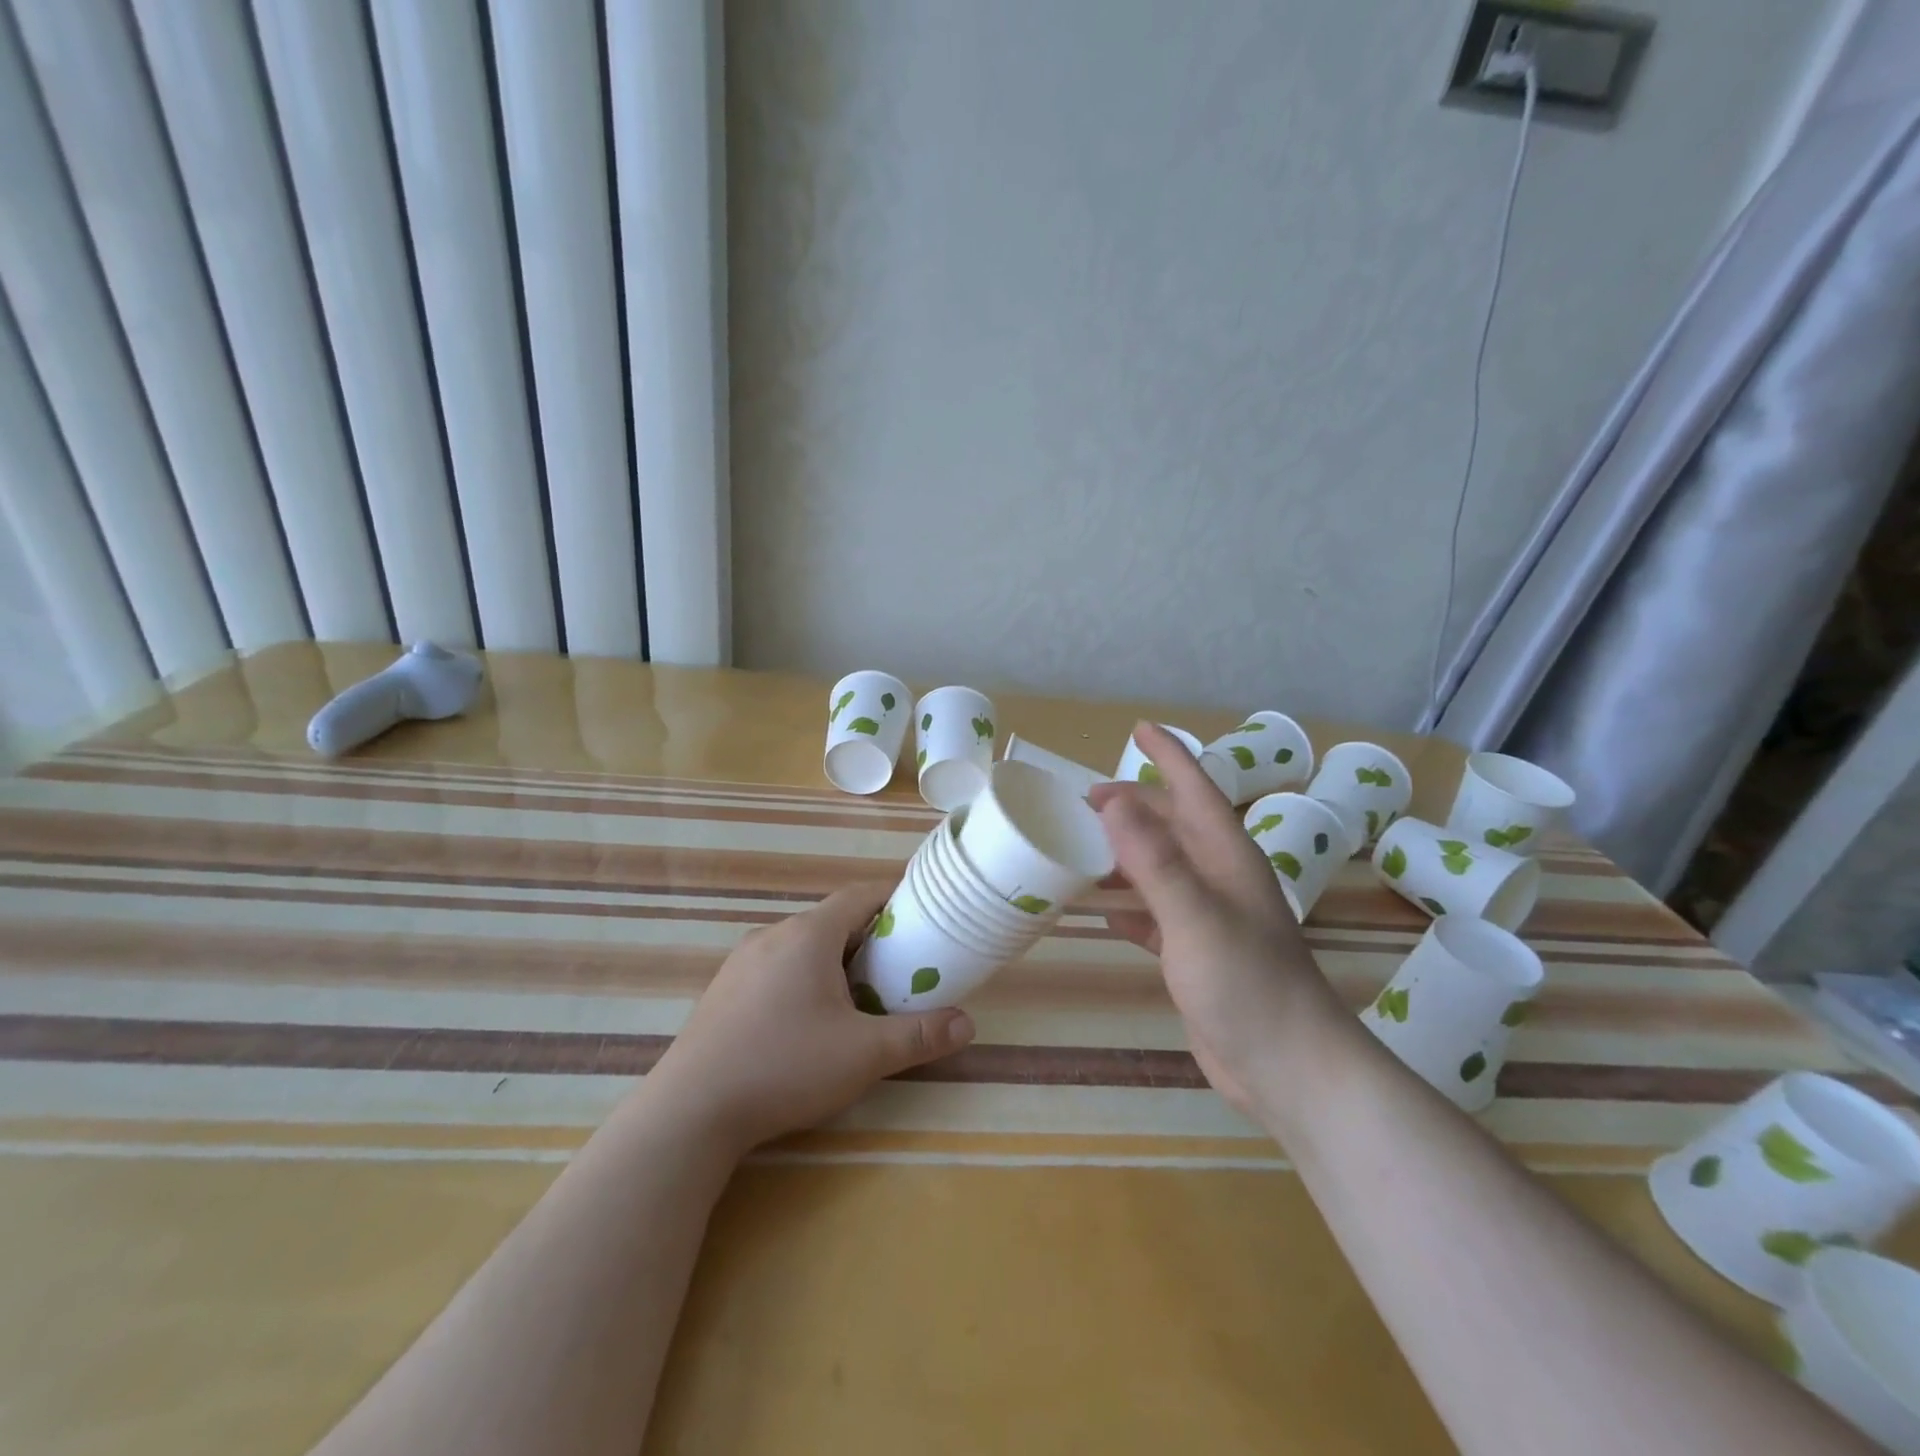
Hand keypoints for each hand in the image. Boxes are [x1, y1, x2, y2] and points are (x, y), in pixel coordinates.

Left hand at [646, 882, 974, 1153]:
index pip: (860, 895)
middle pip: (832, 920)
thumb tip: (968, 1024)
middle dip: (869, 938)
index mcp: (808, 934)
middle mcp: (773, 935)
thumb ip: (919, 1036)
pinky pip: (775, 967)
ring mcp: (741, 962)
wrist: (690, 1112)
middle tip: (898, 969)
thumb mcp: (864, 1055)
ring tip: (858, 998)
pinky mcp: (723, 991)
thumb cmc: (785, 1067)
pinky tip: (806, 1021)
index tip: (921, 917)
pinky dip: (803, 978)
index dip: (893, 898)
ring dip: (834, 960)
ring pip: (802, 945)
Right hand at [1089, 723, 1343, 1115]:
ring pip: (1160, 869)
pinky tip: (1102, 913)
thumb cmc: (1246, 984)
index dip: (1168, 755)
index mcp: (1226, 856)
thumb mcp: (1195, 916)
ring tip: (1081, 846)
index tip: (1137, 729)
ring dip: (1125, 854)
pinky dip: (1129, 907)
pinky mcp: (1196, 954)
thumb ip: (1155, 860)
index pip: (1194, 788)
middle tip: (1081, 801)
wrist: (1288, 1069)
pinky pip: (1155, 914)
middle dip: (1132, 807)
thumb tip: (1112, 801)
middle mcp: (1219, 878)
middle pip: (1172, 826)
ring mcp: (1209, 917)